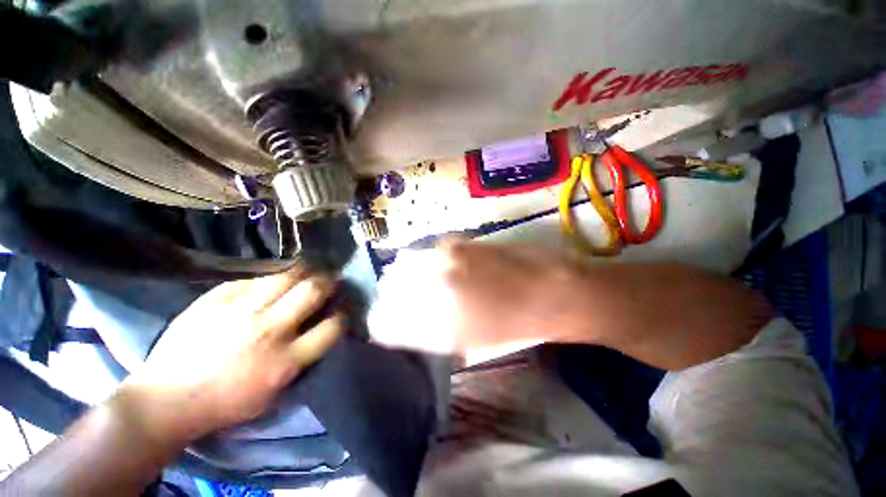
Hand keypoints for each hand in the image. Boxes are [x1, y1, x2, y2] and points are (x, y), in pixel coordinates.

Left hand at [119, 268, 344, 442]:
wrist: (167, 400)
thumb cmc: (224, 403)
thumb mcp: (272, 394)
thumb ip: (299, 360)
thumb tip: (315, 331)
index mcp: (286, 360)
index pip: (332, 327)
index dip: (342, 315)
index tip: (340, 310)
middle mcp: (270, 330)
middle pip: (313, 292)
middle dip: (328, 282)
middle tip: (331, 279)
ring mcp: (242, 311)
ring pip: (286, 276)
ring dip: (304, 270)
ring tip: (308, 268)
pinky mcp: (217, 299)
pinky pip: (253, 278)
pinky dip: (268, 275)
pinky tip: (271, 275)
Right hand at [369, 240, 577, 354]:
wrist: (546, 291)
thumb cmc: (510, 327)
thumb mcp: (464, 343)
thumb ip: (425, 334)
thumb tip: (402, 323)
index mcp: (432, 325)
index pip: (380, 322)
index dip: (382, 322)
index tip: (389, 322)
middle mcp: (429, 289)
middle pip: (388, 287)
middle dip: (393, 294)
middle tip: (410, 299)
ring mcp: (441, 261)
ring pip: (402, 265)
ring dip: (408, 274)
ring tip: (427, 281)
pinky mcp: (455, 243)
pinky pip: (426, 252)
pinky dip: (427, 260)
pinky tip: (445, 267)